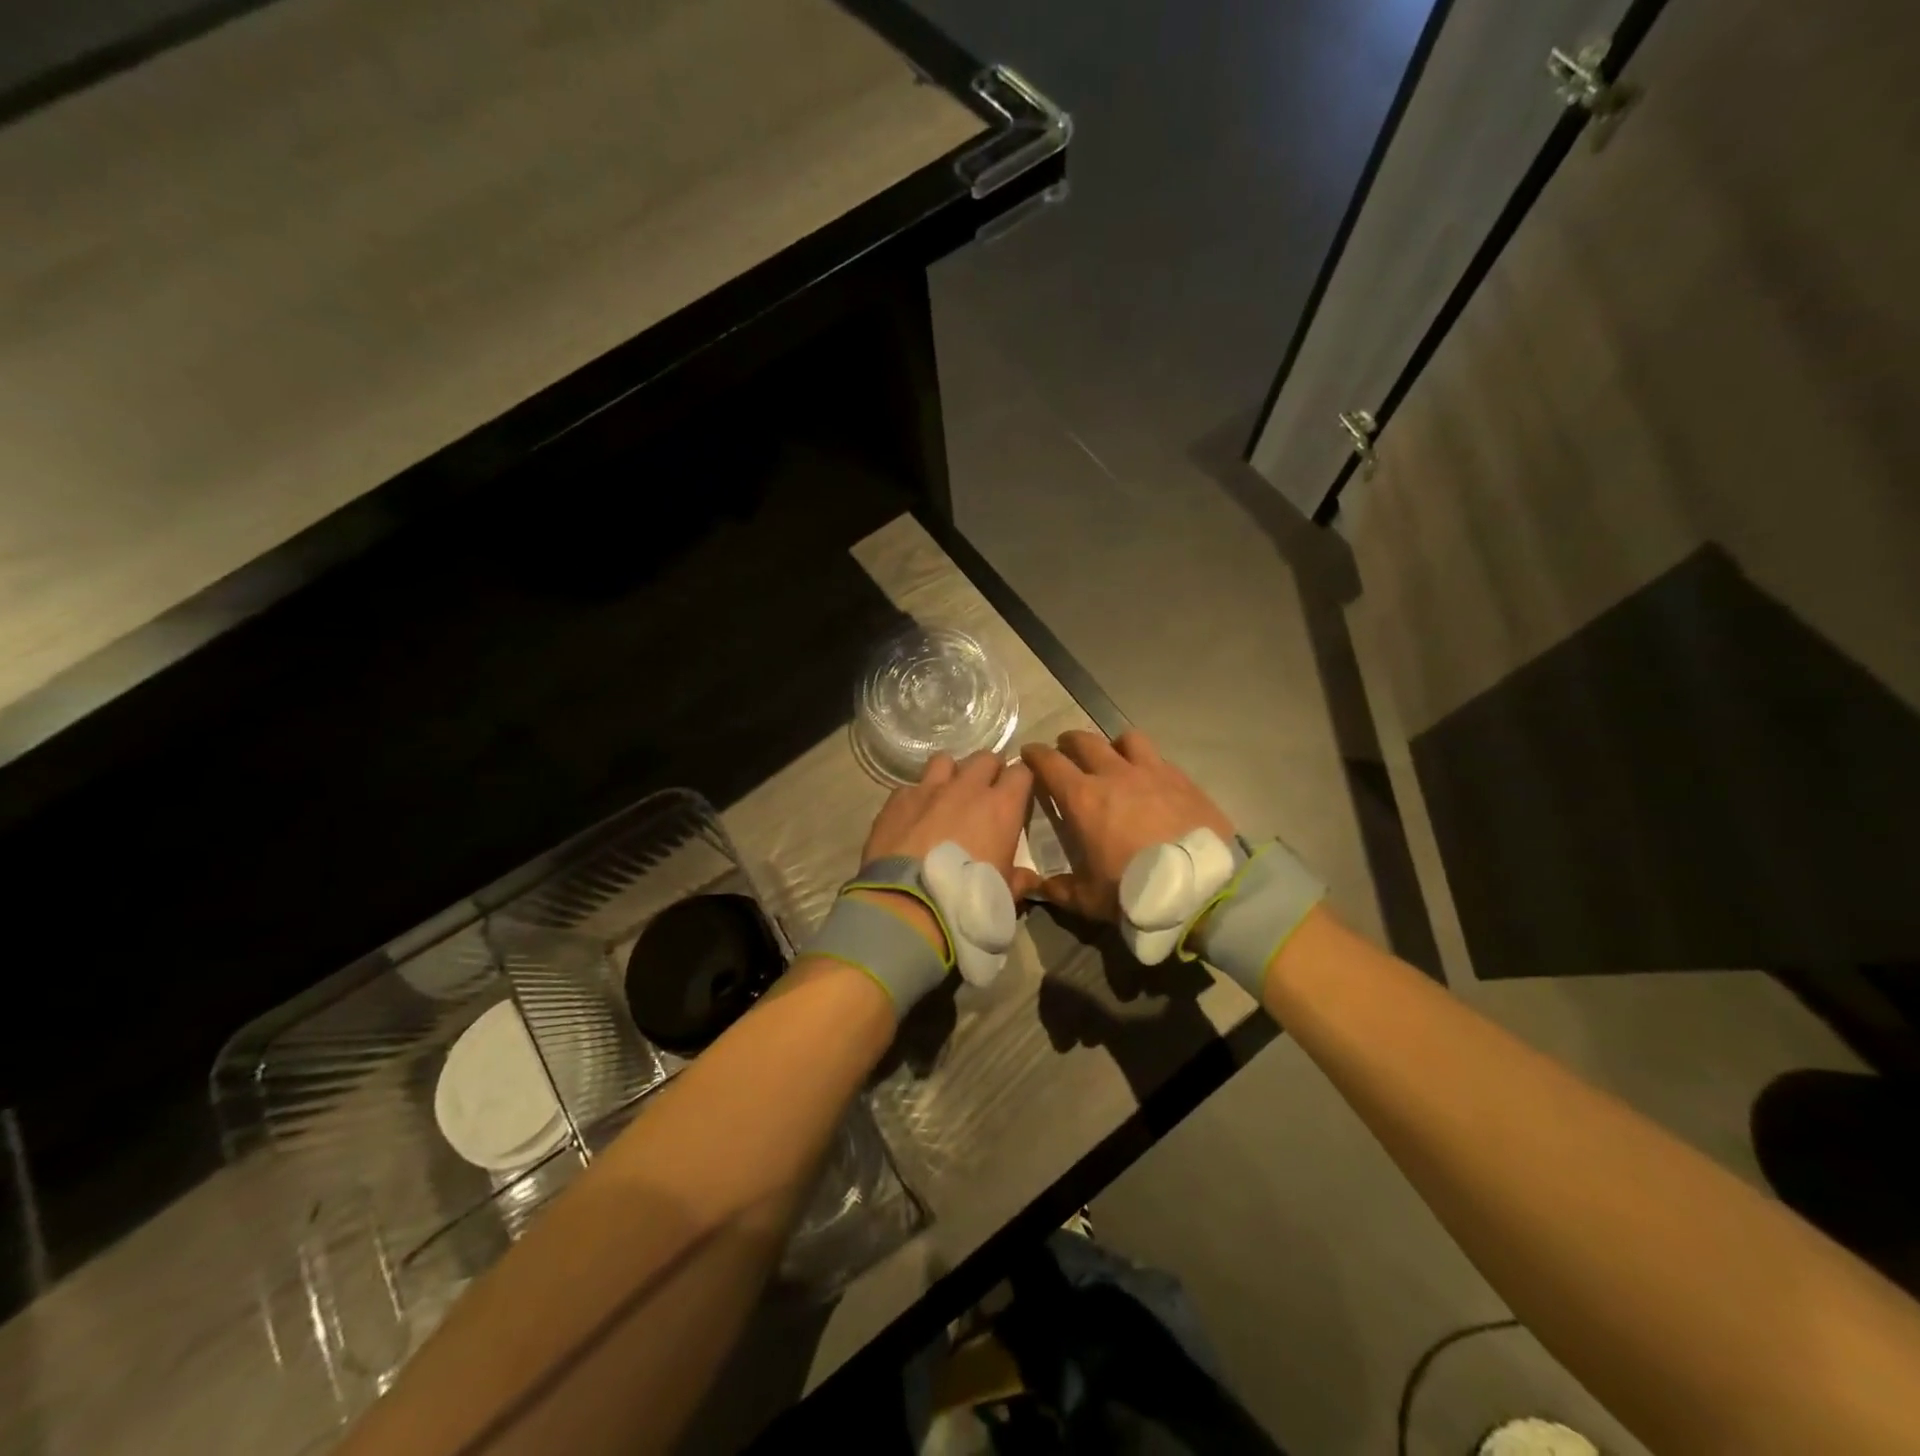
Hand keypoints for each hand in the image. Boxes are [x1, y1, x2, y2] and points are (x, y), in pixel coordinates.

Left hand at [857, 751, 1037, 945]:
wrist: (908, 905)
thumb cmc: (967, 899)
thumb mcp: (1004, 894)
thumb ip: (1018, 879)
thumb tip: (1029, 879)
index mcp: (1001, 807)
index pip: (1021, 772)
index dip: (1020, 780)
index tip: (1018, 793)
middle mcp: (966, 788)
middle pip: (984, 758)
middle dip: (988, 770)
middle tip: (985, 791)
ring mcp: (928, 789)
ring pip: (945, 761)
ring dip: (950, 774)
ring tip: (947, 794)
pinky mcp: (896, 800)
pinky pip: (911, 786)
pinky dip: (916, 797)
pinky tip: (913, 816)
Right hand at [1020, 729, 1233, 921]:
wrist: (1200, 889)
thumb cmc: (1134, 891)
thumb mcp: (1088, 899)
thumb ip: (1059, 889)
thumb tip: (1039, 886)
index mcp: (1083, 798)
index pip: (1050, 762)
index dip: (1035, 754)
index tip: (1029, 753)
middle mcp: (1115, 775)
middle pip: (1085, 741)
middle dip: (1069, 741)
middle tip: (1065, 749)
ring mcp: (1153, 772)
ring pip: (1127, 740)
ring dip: (1113, 745)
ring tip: (1114, 757)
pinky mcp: (1184, 780)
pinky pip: (1160, 759)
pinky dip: (1148, 763)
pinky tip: (1152, 780)